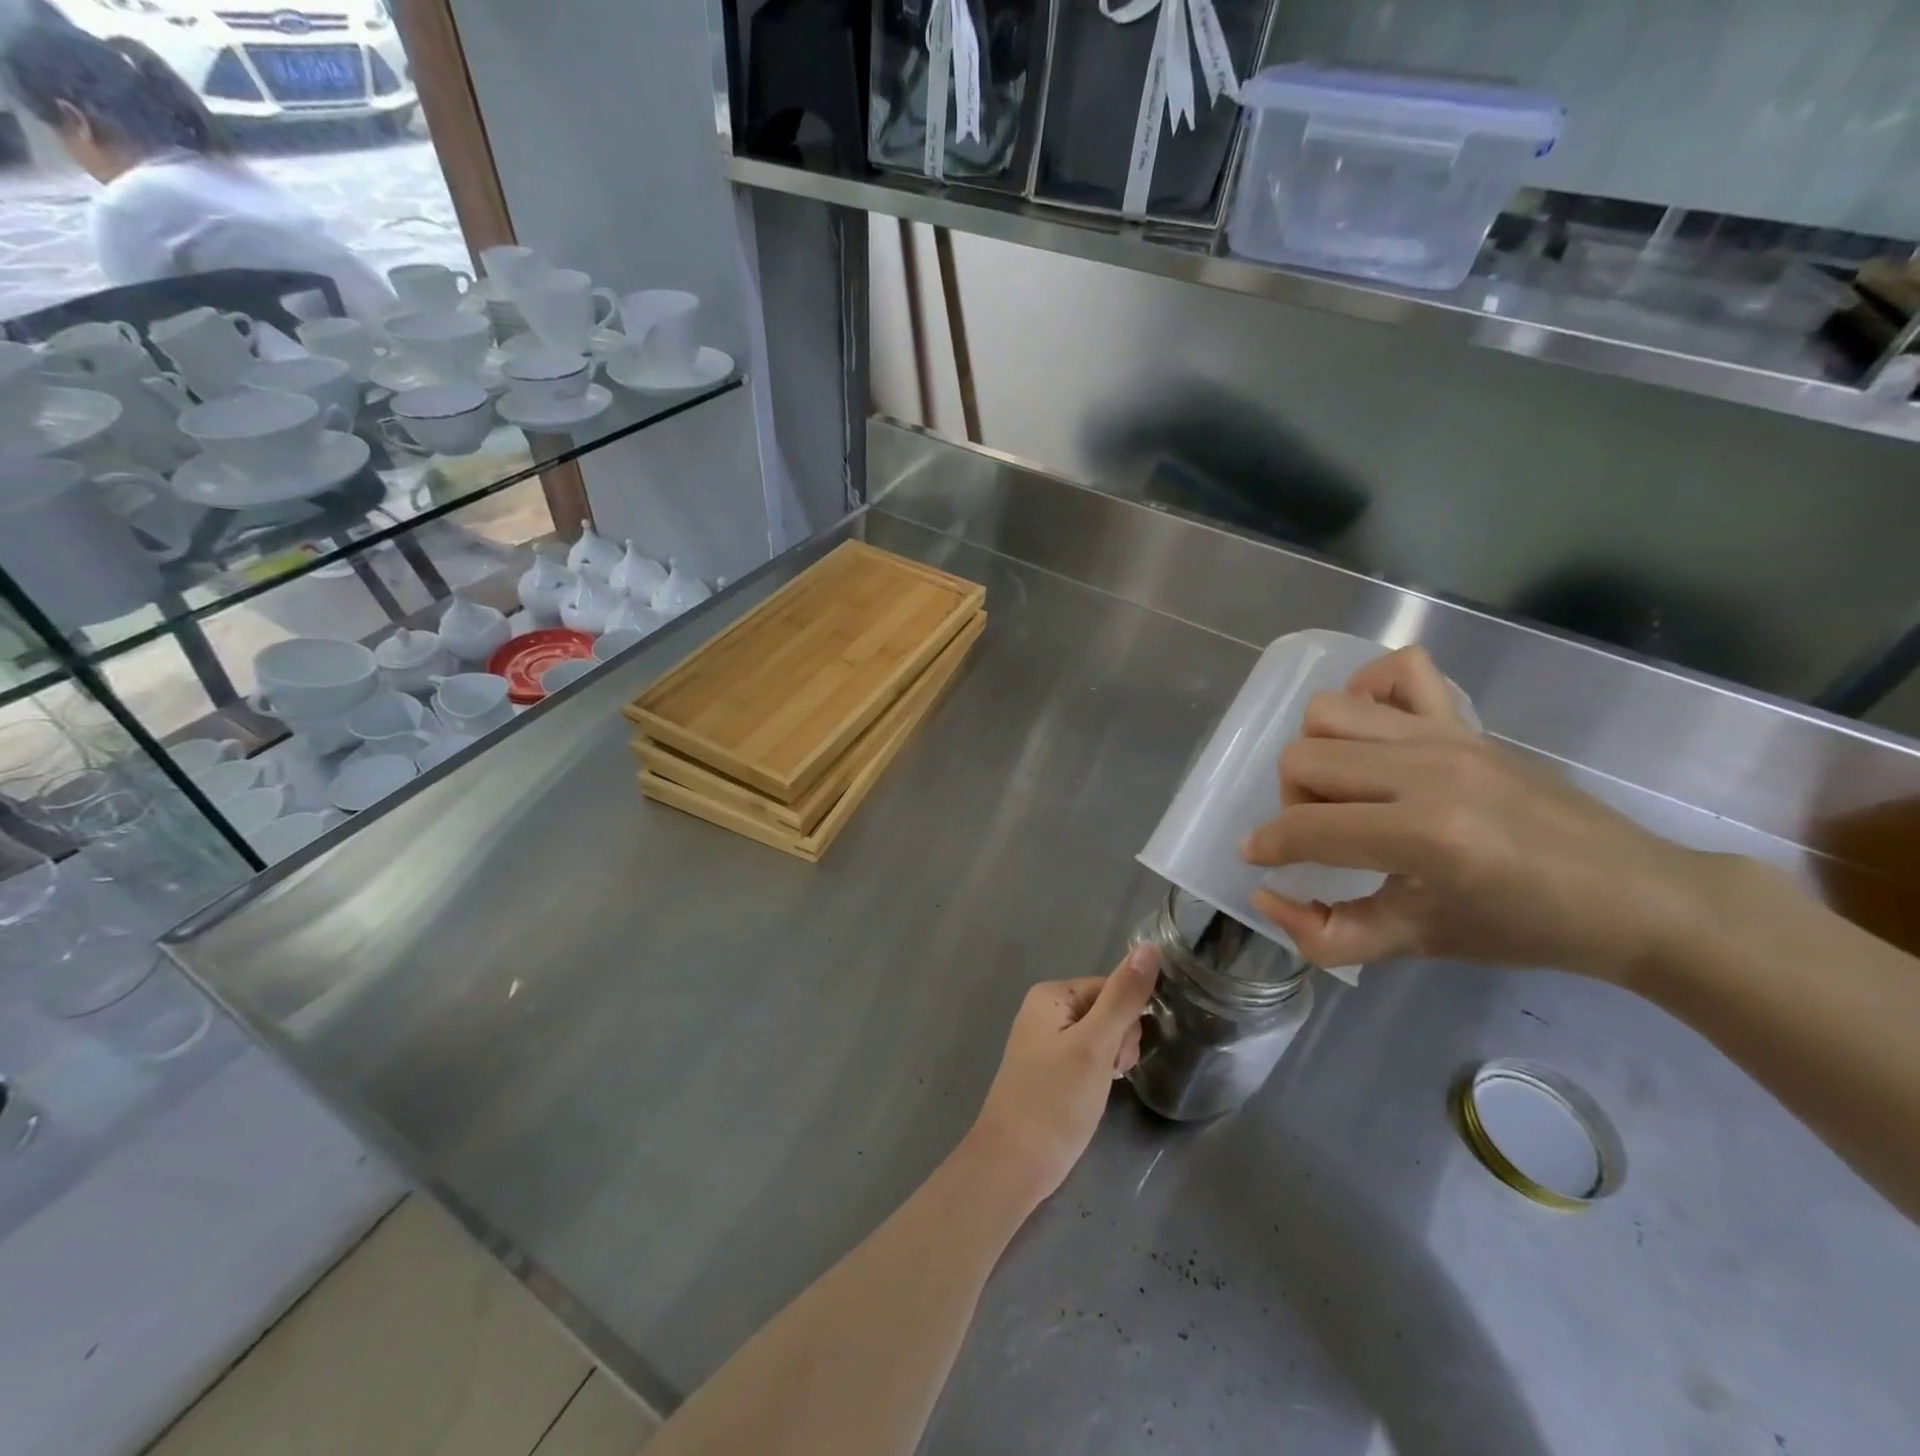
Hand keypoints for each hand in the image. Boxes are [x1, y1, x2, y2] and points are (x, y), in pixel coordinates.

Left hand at [963, 946, 1159, 1207]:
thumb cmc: (1055, 1100)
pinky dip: (1097, 1076)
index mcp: (1051, 994)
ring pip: (1101, 1038)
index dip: (1126, 1024)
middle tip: (1105, 1076)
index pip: (1112, 989)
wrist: (1014, 1164)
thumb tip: (1151, 946)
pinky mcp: (1049, 1069)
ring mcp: (1045, 1040)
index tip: (1117, 1058)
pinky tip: (1090, 1097)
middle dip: (1118, 1044)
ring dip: (1110, 1063)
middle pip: (1107, 1011)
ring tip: (1097, 1090)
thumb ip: (1124, 997)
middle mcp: (1045, 1009)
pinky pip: (1087, 1058)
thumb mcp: (1096, 1046)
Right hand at [1241, 646, 1708, 982]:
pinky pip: (1398, 670)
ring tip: (1343, 789)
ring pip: (1329, 712)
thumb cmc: (1523, 929)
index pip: (1307, 827)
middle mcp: (1429, 771)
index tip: (1261, 859)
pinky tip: (1373, 735)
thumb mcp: (1417, 944)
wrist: (1631, 894)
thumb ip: (1328, 935)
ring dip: (1316, 751)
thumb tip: (1265, 896)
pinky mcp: (1465, 719)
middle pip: (1302, 757)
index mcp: (1425, 836)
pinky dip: (1368, 691)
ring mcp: (1447, 735)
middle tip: (1321, 834)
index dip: (1268, 846)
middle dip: (1291, 802)